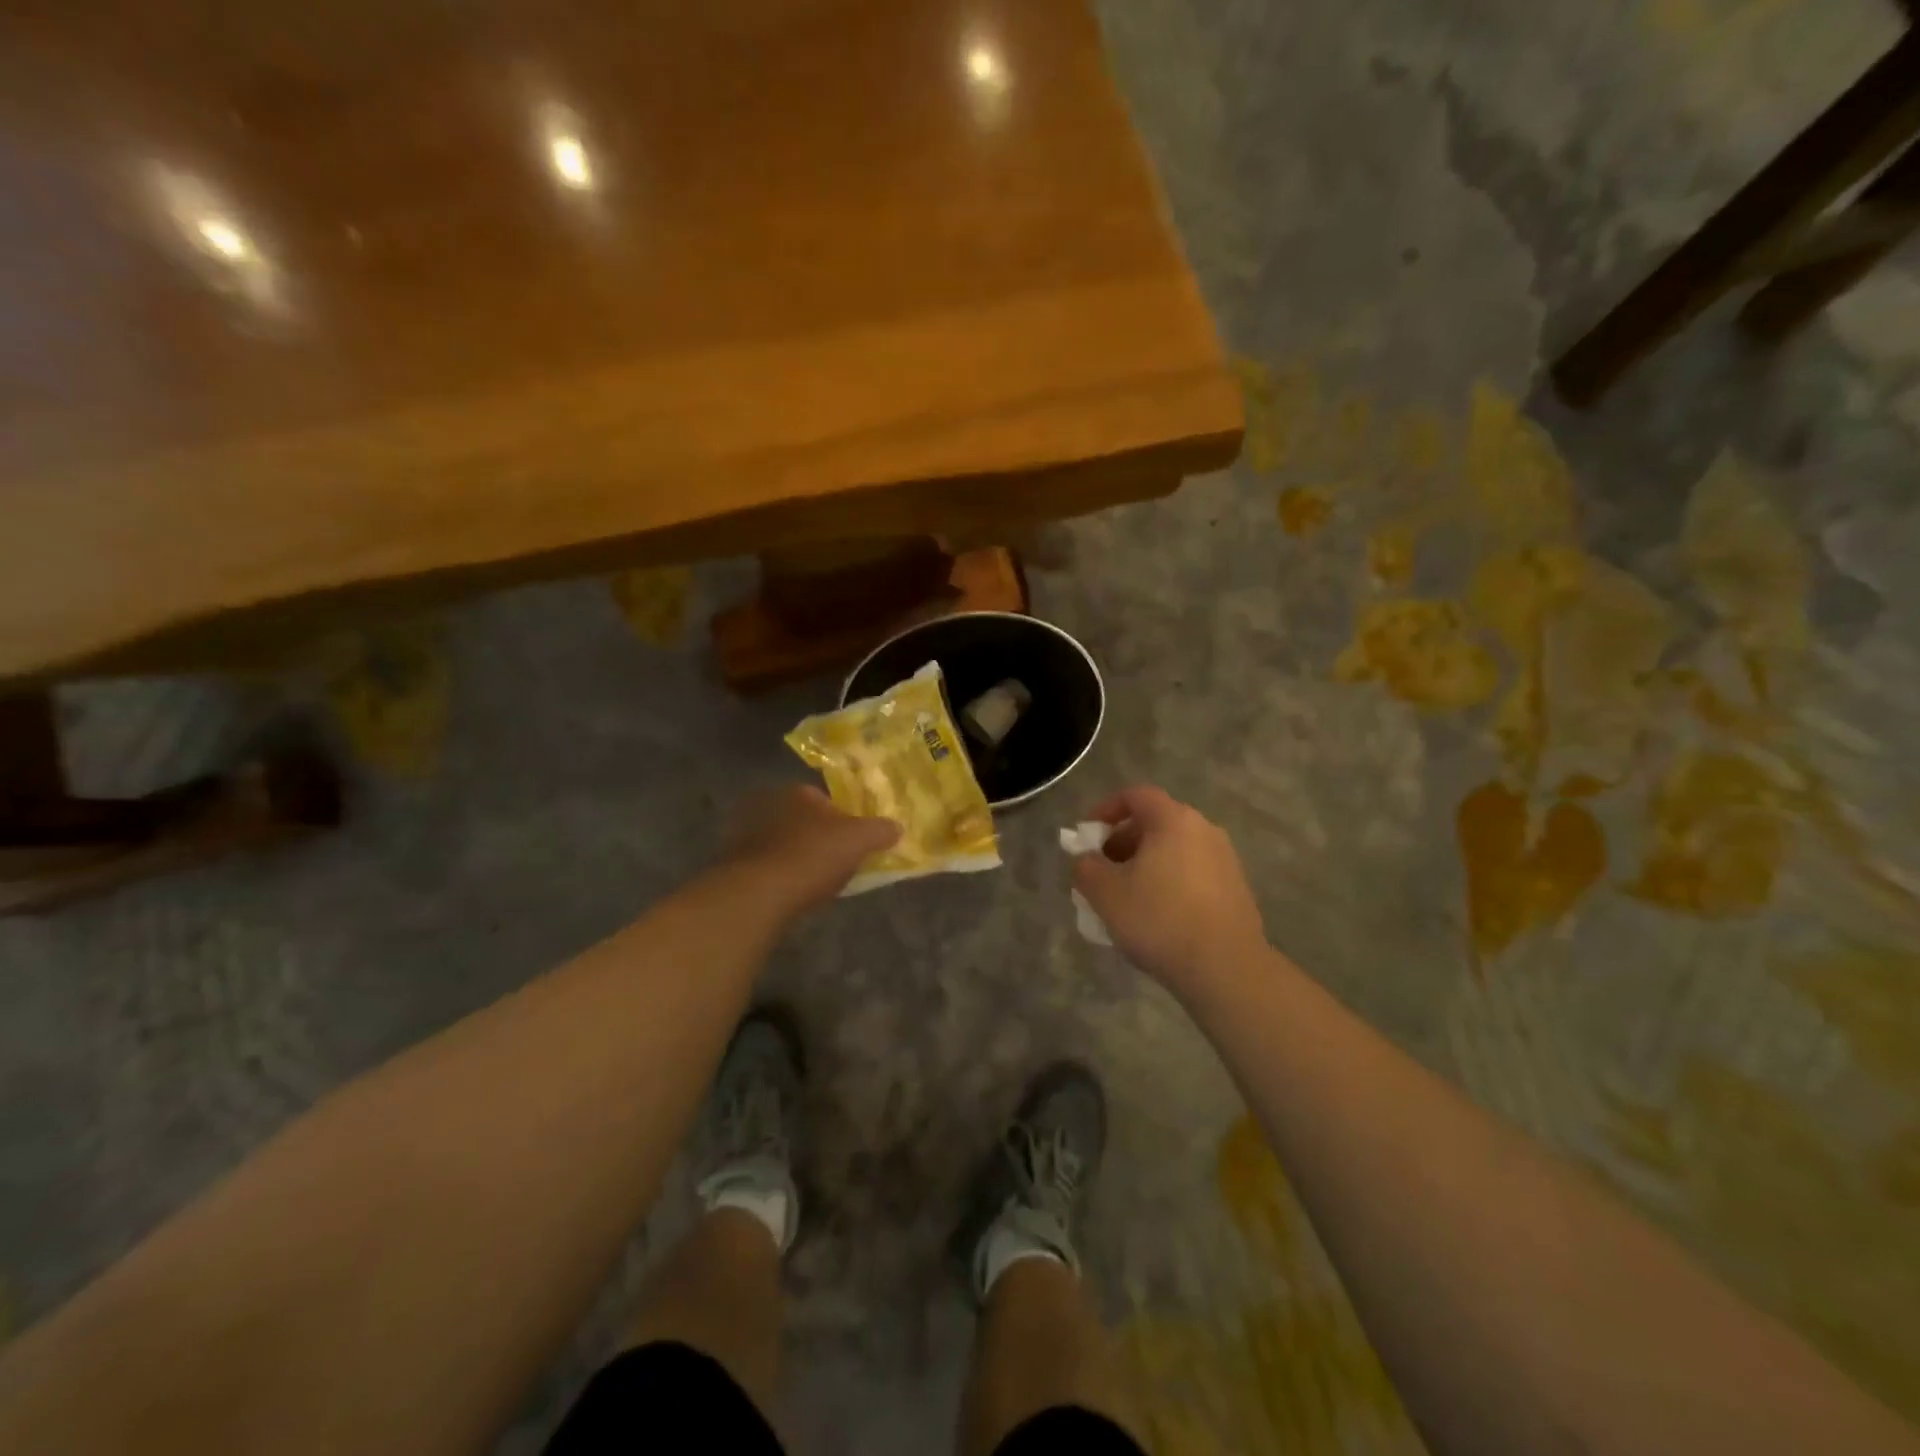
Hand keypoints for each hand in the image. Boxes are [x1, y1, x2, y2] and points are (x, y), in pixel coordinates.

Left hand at [722, 784, 900, 914]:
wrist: (757, 892)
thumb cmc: (812, 856)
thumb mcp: (859, 841)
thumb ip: (880, 831)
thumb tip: (897, 827)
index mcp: (799, 791)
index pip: (825, 800)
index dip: (841, 821)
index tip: (850, 843)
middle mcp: (768, 802)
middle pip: (801, 819)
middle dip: (815, 836)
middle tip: (831, 862)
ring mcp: (744, 831)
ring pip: (779, 840)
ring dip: (792, 854)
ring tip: (809, 881)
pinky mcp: (730, 859)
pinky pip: (762, 862)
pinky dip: (774, 872)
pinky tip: (786, 891)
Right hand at [1072, 786, 1267, 996]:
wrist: (1226, 968)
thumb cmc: (1159, 919)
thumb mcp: (1105, 893)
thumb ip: (1085, 867)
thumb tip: (1087, 859)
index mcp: (1173, 820)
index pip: (1135, 795)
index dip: (1105, 809)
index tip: (1088, 836)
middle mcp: (1204, 830)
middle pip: (1155, 822)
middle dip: (1122, 841)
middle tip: (1102, 871)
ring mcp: (1225, 859)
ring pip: (1174, 849)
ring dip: (1145, 864)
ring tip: (1126, 898)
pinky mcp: (1236, 889)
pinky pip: (1192, 872)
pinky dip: (1169, 882)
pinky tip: (1157, 916)